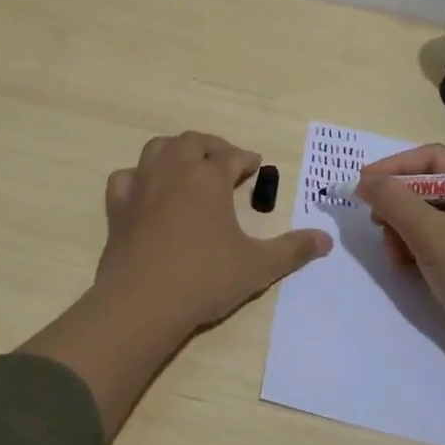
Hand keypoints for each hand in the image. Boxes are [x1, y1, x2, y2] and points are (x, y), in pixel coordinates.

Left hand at [93, 131, 331, 334]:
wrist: (141, 302)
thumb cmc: (204, 279)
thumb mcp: (257, 266)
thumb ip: (292, 250)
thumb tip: (326, 240)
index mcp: (209, 177)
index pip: (233, 156)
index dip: (247, 159)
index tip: (256, 165)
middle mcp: (174, 170)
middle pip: (194, 142)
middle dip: (213, 146)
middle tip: (226, 160)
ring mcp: (142, 185)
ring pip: (158, 148)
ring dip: (176, 150)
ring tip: (188, 164)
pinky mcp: (117, 206)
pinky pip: (126, 177)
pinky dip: (138, 176)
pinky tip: (145, 190)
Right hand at [355, 144, 444, 369]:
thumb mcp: (432, 234)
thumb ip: (395, 201)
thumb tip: (364, 182)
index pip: (434, 159)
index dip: (395, 167)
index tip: (364, 183)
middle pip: (429, 187)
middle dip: (398, 203)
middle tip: (375, 220)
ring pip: (428, 217)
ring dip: (402, 229)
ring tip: (391, 252)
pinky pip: (435, 243)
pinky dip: (415, 249)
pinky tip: (403, 266)